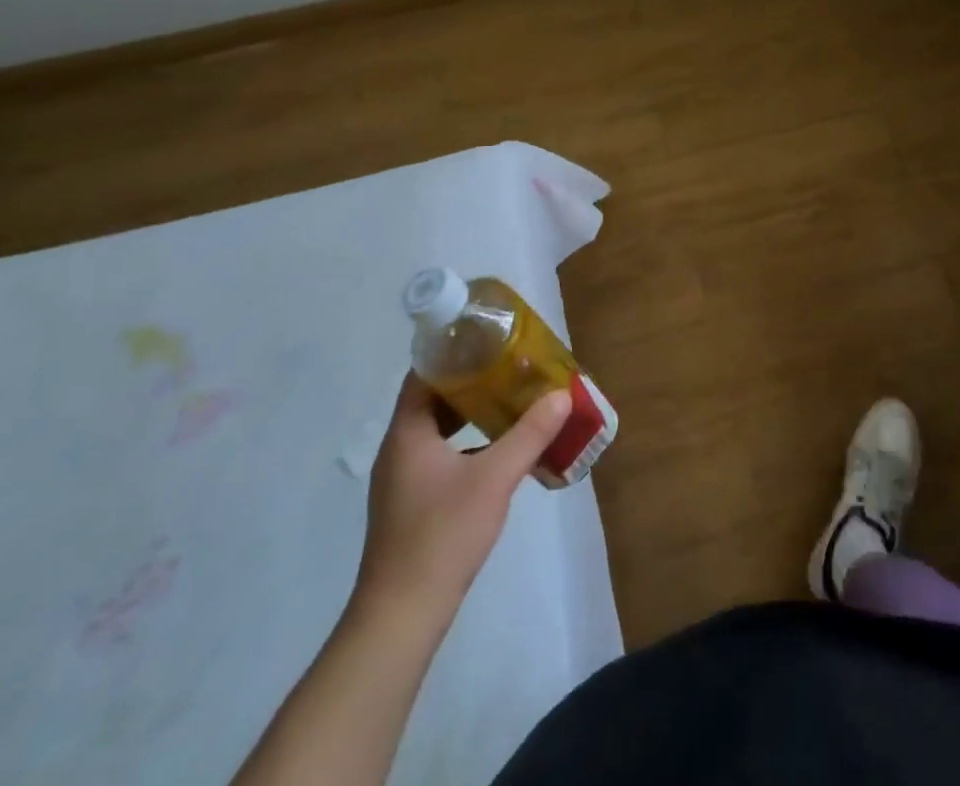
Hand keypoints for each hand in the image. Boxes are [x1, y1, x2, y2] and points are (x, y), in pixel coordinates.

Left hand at [353, 373, 570, 615]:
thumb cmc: (442, 535)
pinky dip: (467, 445)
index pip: (424, 374)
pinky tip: (499, 451)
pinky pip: (441, 457)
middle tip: (511, 368)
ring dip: (471, 415)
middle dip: (472, 382)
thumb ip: (529, 434)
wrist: (401, 617)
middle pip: (433, 399)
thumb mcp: (494, 478)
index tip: (491, 341)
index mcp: (407, 433)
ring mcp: (402, 480)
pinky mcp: (412, 505)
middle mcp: (399, 449)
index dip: (454, 353)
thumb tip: (561, 394)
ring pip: (438, 431)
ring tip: (511, 402)